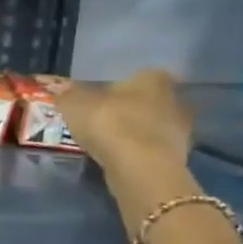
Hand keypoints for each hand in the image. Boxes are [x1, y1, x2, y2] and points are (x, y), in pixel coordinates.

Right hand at [52, 69, 193, 179]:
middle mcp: (175, 98)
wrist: (140, 168)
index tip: (100, 100)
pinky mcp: (179, 157)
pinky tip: (120, 159)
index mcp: (153, 78)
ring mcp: (181, 129)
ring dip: (134, 133)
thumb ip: (68, 95)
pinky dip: (138, 152)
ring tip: (108, 144)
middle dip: (129, 110)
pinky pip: (152, 149)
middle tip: (102, 121)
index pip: (138, 75)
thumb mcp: (75, 104)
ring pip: (152, 126)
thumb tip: (61, 90)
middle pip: (147, 101)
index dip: (117, 87)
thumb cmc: (109, 124)